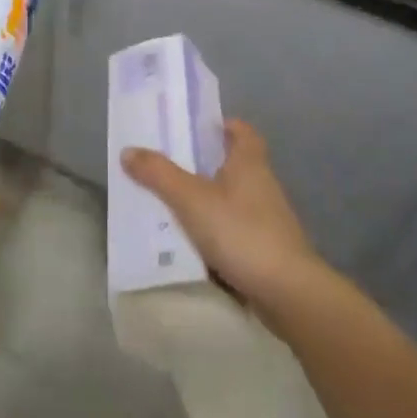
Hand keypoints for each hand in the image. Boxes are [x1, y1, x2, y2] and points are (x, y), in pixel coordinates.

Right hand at [121, 119, 322, 322]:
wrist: (287, 292)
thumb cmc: (241, 232)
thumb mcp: (191, 199)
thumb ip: (159, 174)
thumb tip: (129, 150)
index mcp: (249, 162)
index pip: (242, 131)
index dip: (221, 125)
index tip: (194, 129)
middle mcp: (262, 184)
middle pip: (233, 164)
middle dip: (203, 164)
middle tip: (168, 165)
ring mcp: (268, 219)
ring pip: (232, 199)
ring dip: (207, 200)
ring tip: (170, 204)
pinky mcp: (266, 249)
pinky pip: (234, 230)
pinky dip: (214, 231)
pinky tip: (190, 243)